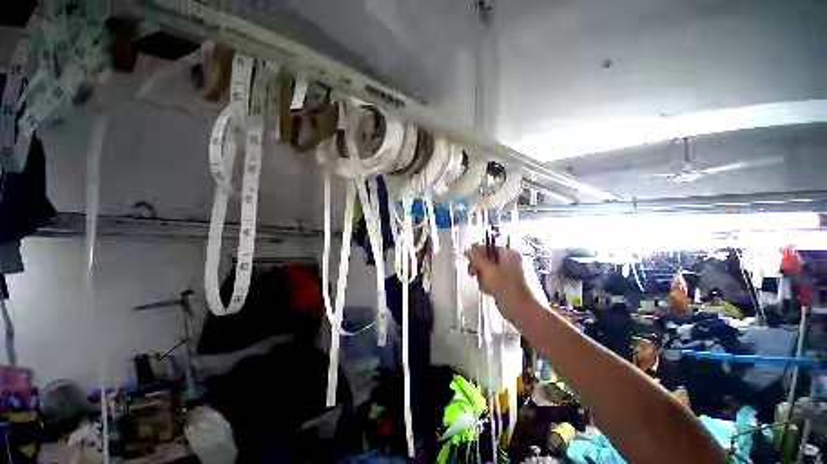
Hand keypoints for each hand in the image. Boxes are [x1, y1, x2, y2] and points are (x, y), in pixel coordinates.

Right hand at [465, 243, 533, 322]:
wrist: (516, 307)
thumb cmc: (507, 288)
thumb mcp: (486, 269)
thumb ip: (476, 258)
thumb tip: (468, 250)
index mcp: (508, 254)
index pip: (489, 247)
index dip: (478, 252)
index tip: (470, 256)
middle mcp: (509, 262)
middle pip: (486, 258)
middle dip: (479, 266)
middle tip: (473, 270)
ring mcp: (506, 273)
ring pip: (486, 269)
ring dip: (482, 276)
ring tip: (483, 283)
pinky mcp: (503, 283)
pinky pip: (489, 279)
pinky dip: (486, 283)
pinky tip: (488, 289)